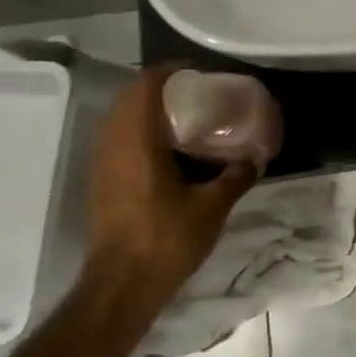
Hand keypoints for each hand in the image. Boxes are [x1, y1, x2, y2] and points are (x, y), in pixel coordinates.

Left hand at [84, 64, 257, 314]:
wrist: (121, 284)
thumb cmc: (166, 238)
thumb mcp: (212, 206)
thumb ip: (235, 176)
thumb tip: (254, 158)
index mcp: (138, 140)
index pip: (146, 86)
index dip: (170, 72)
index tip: (197, 72)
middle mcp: (113, 144)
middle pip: (129, 97)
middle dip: (159, 88)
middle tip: (194, 93)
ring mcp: (102, 163)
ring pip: (119, 118)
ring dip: (145, 109)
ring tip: (182, 117)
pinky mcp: (101, 181)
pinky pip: (117, 139)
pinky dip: (138, 131)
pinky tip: (166, 149)